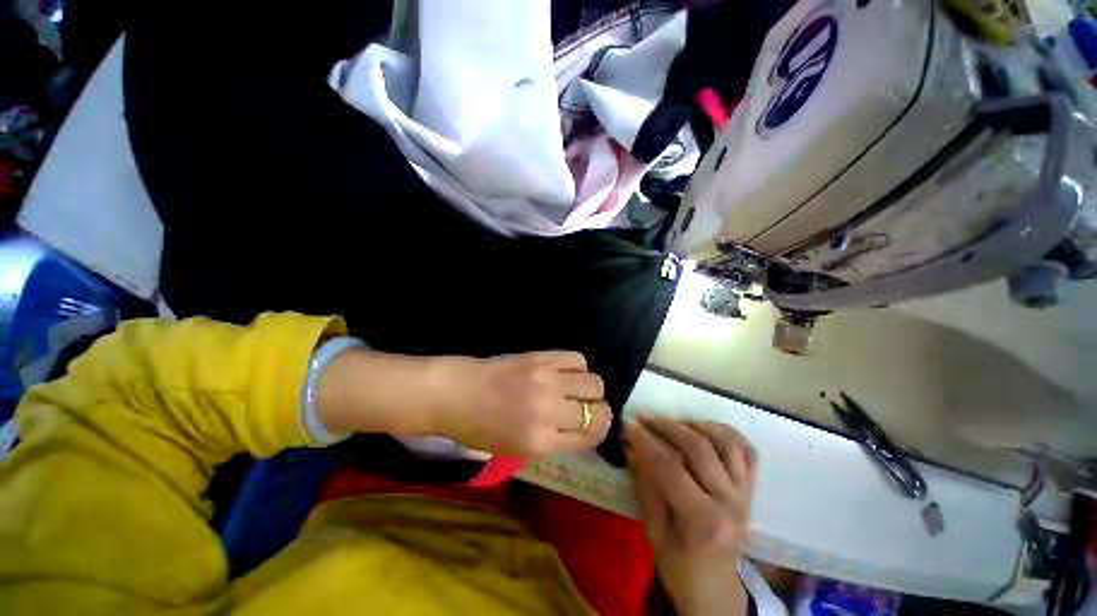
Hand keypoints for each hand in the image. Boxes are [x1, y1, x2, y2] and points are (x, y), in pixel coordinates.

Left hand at [316, 349, 610, 455]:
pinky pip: (577, 359)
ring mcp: (546, 380)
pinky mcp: (541, 357)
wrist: (456, 393)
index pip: (591, 436)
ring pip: (594, 381)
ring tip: (575, 387)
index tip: (593, 426)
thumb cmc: (479, 428)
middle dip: (597, 410)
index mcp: (540, 442)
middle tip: (583, 407)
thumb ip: (553, 441)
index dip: (598, 431)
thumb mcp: (517, 449)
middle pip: (598, 408)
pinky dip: (578, 367)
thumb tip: (582, 427)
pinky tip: (565, 372)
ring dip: (590, 388)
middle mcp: (549, 410)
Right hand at [625, 416, 756, 615]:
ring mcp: (745, 494)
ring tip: (671, 424)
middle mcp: (731, 503)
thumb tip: (632, 446)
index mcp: (704, 523)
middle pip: (698, 449)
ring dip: (694, 425)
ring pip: (724, 442)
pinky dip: (725, 432)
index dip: (646, 442)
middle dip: (665, 427)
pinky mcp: (752, 489)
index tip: (628, 425)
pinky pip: (746, 449)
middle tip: (644, 420)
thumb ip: (645, 485)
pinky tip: (702, 428)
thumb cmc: (678, 565)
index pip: (670, 469)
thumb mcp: (653, 531)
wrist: (715, 586)